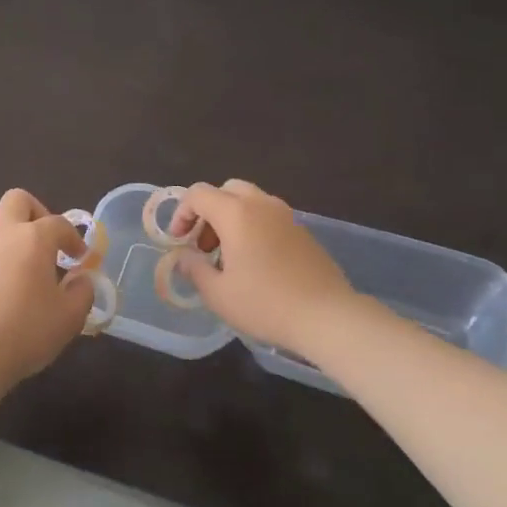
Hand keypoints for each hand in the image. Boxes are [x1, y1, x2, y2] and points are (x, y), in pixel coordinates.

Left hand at [0, 189, 92, 389]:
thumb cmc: (28, 331)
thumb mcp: (70, 317)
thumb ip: (82, 291)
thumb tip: (80, 280)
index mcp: (32, 239)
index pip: (58, 223)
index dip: (74, 238)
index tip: (80, 259)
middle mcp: (2, 236)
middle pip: (17, 201)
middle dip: (36, 213)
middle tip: (48, 244)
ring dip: (16, 246)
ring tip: (27, 282)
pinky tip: (3, 301)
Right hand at [168, 180, 369, 356]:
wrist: (328, 317)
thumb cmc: (265, 304)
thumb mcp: (218, 294)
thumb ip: (194, 269)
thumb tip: (184, 257)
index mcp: (236, 213)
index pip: (198, 194)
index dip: (181, 213)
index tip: (179, 240)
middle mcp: (261, 204)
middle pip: (226, 190)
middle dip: (208, 212)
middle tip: (203, 244)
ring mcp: (286, 215)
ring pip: (249, 201)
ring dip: (231, 219)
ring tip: (228, 256)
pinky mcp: (302, 230)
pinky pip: (269, 216)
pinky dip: (253, 227)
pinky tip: (255, 262)